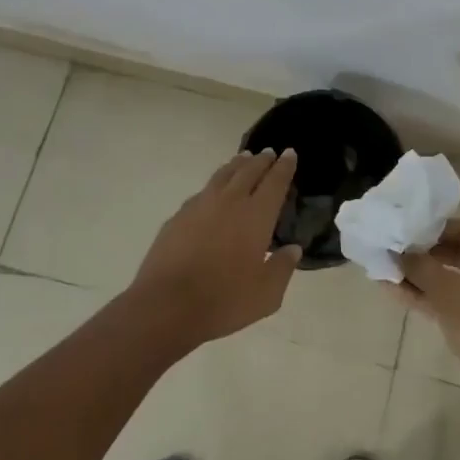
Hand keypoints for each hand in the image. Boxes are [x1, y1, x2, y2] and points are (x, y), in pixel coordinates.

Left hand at [130, 149, 301, 349]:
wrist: (166, 306)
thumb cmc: (224, 300)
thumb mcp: (267, 294)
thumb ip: (283, 268)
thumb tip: (293, 249)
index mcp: (256, 216)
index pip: (275, 182)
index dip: (284, 166)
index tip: (290, 153)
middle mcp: (229, 202)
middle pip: (248, 171)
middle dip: (261, 161)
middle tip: (269, 152)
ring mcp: (199, 206)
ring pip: (222, 176)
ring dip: (236, 165)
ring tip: (243, 159)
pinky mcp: (177, 217)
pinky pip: (201, 192)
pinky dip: (214, 185)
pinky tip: (212, 192)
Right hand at [391, 218, 459, 423]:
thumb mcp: (446, 289)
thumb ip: (419, 267)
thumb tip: (396, 252)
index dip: (436, 228)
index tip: (408, 231)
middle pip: (457, 252)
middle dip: (424, 253)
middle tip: (394, 250)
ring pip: (450, 279)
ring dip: (421, 276)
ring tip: (387, 271)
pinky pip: (449, 301)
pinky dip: (426, 296)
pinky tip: (395, 293)